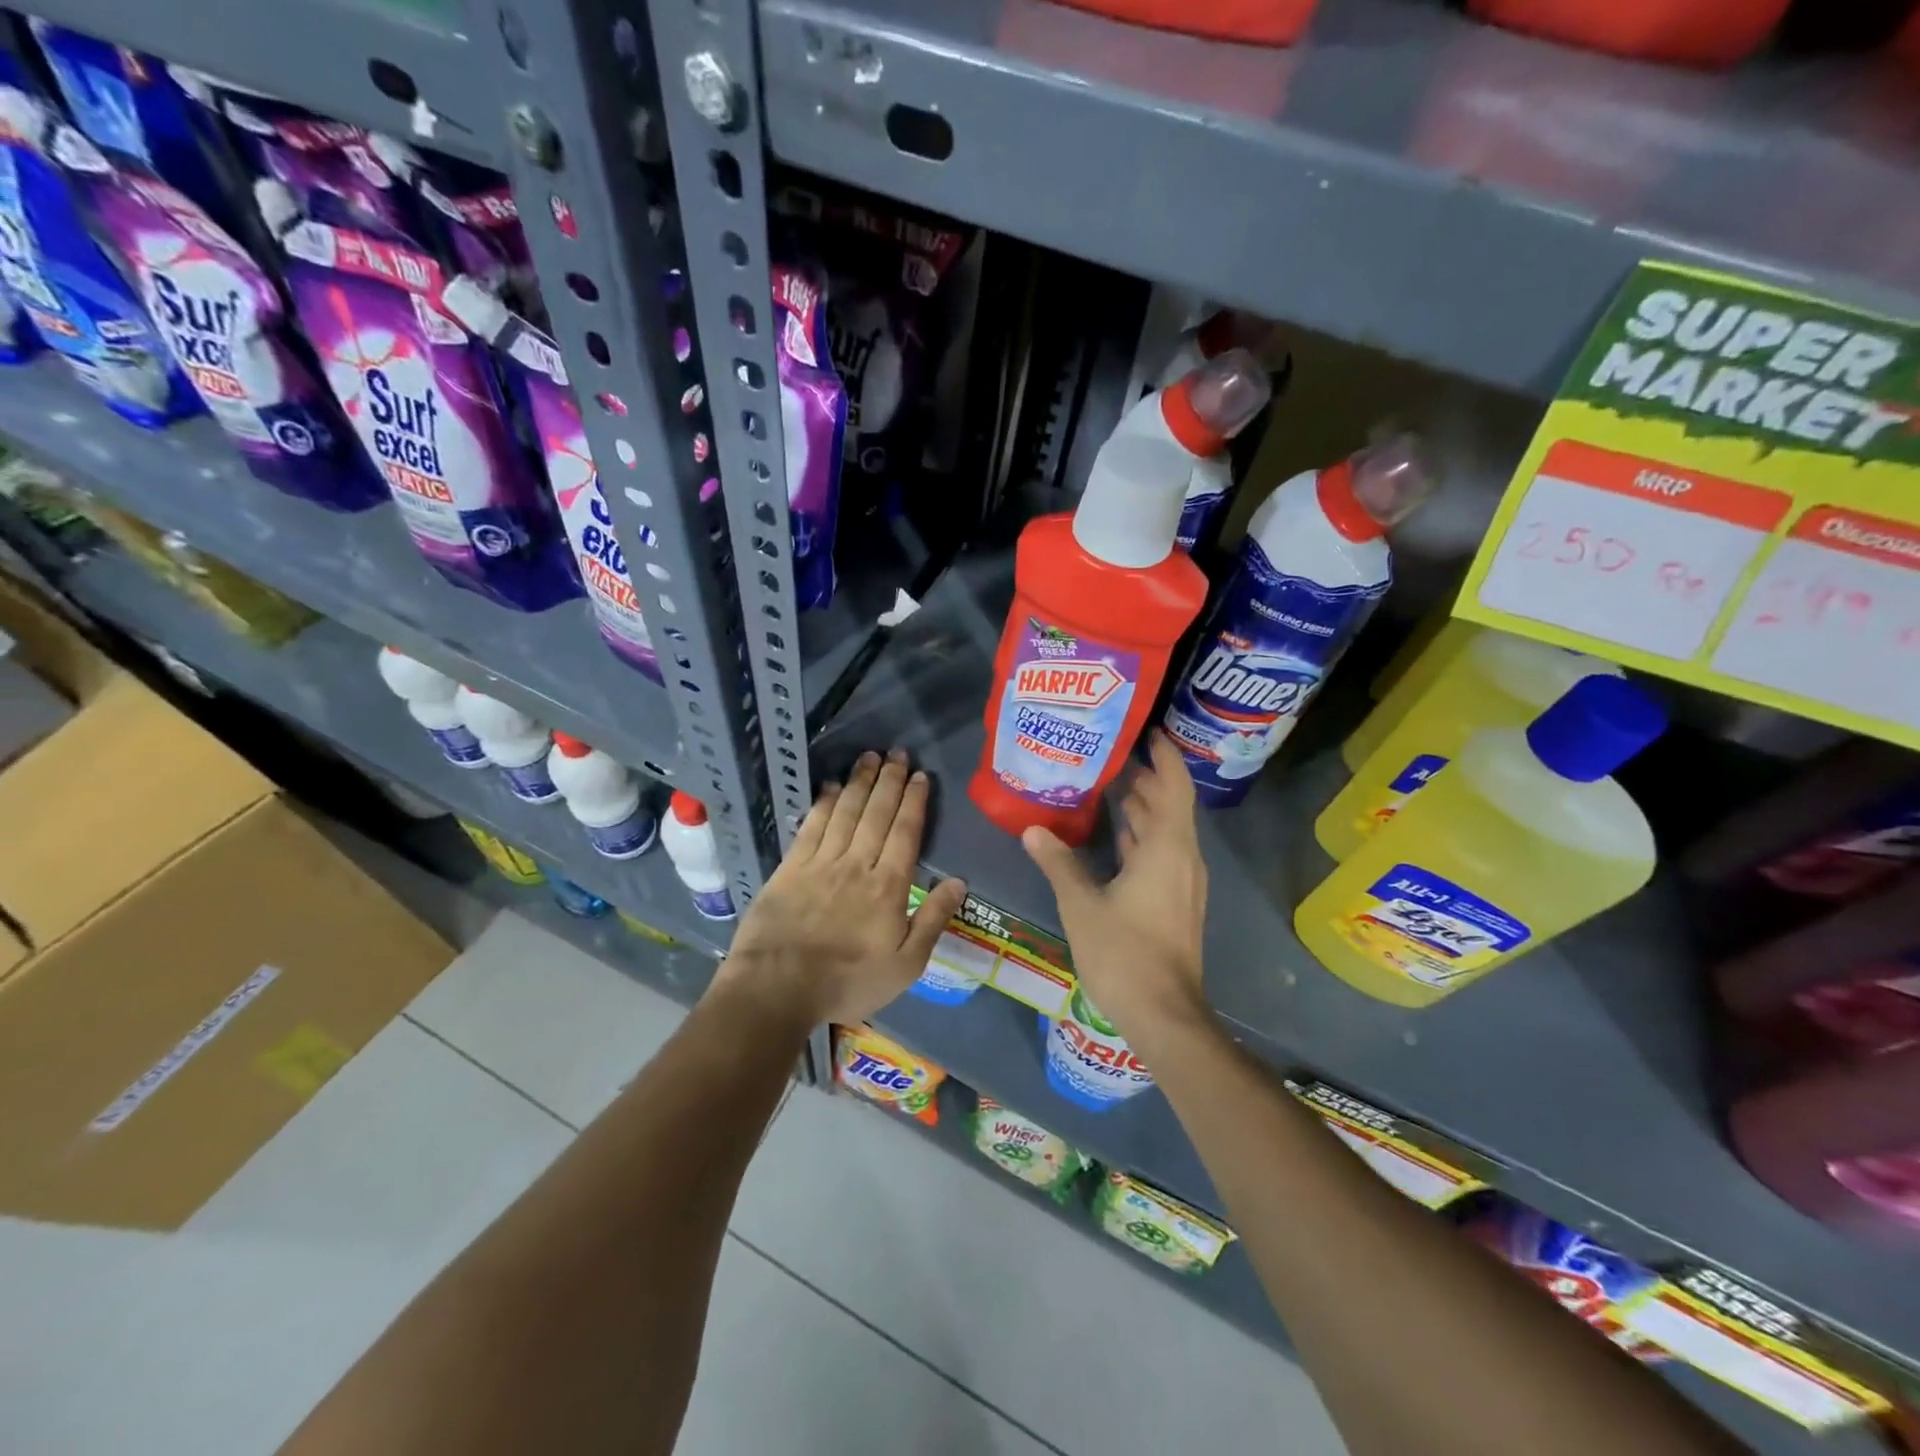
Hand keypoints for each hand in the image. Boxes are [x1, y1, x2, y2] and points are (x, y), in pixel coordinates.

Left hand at [716, 749, 966, 1028]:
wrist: (778, 987)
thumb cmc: (848, 981)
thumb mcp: (905, 964)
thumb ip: (933, 920)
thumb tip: (959, 881)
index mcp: (888, 887)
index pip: (905, 833)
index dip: (913, 801)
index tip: (920, 776)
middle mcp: (856, 864)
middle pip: (876, 814)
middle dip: (889, 780)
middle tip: (897, 752)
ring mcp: (821, 863)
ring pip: (846, 812)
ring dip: (860, 782)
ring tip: (869, 757)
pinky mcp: (790, 868)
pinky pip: (812, 826)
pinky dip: (824, 803)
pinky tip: (832, 786)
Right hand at [1022, 731, 1207, 1042]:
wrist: (1164, 1014)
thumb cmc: (1125, 953)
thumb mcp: (1082, 904)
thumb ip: (1058, 863)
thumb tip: (1032, 829)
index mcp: (1167, 849)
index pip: (1173, 787)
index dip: (1164, 756)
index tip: (1146, 731)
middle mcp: (1182, 858)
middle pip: (1168, 806)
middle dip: (1143, 779)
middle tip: (1107, 754)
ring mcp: (1182, 883)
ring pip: (1164, 832)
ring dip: (1141, 808)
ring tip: (1105, 785)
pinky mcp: (1176, 902)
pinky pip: (1161, 854)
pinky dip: (1139, 837)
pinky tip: (1112, 835)